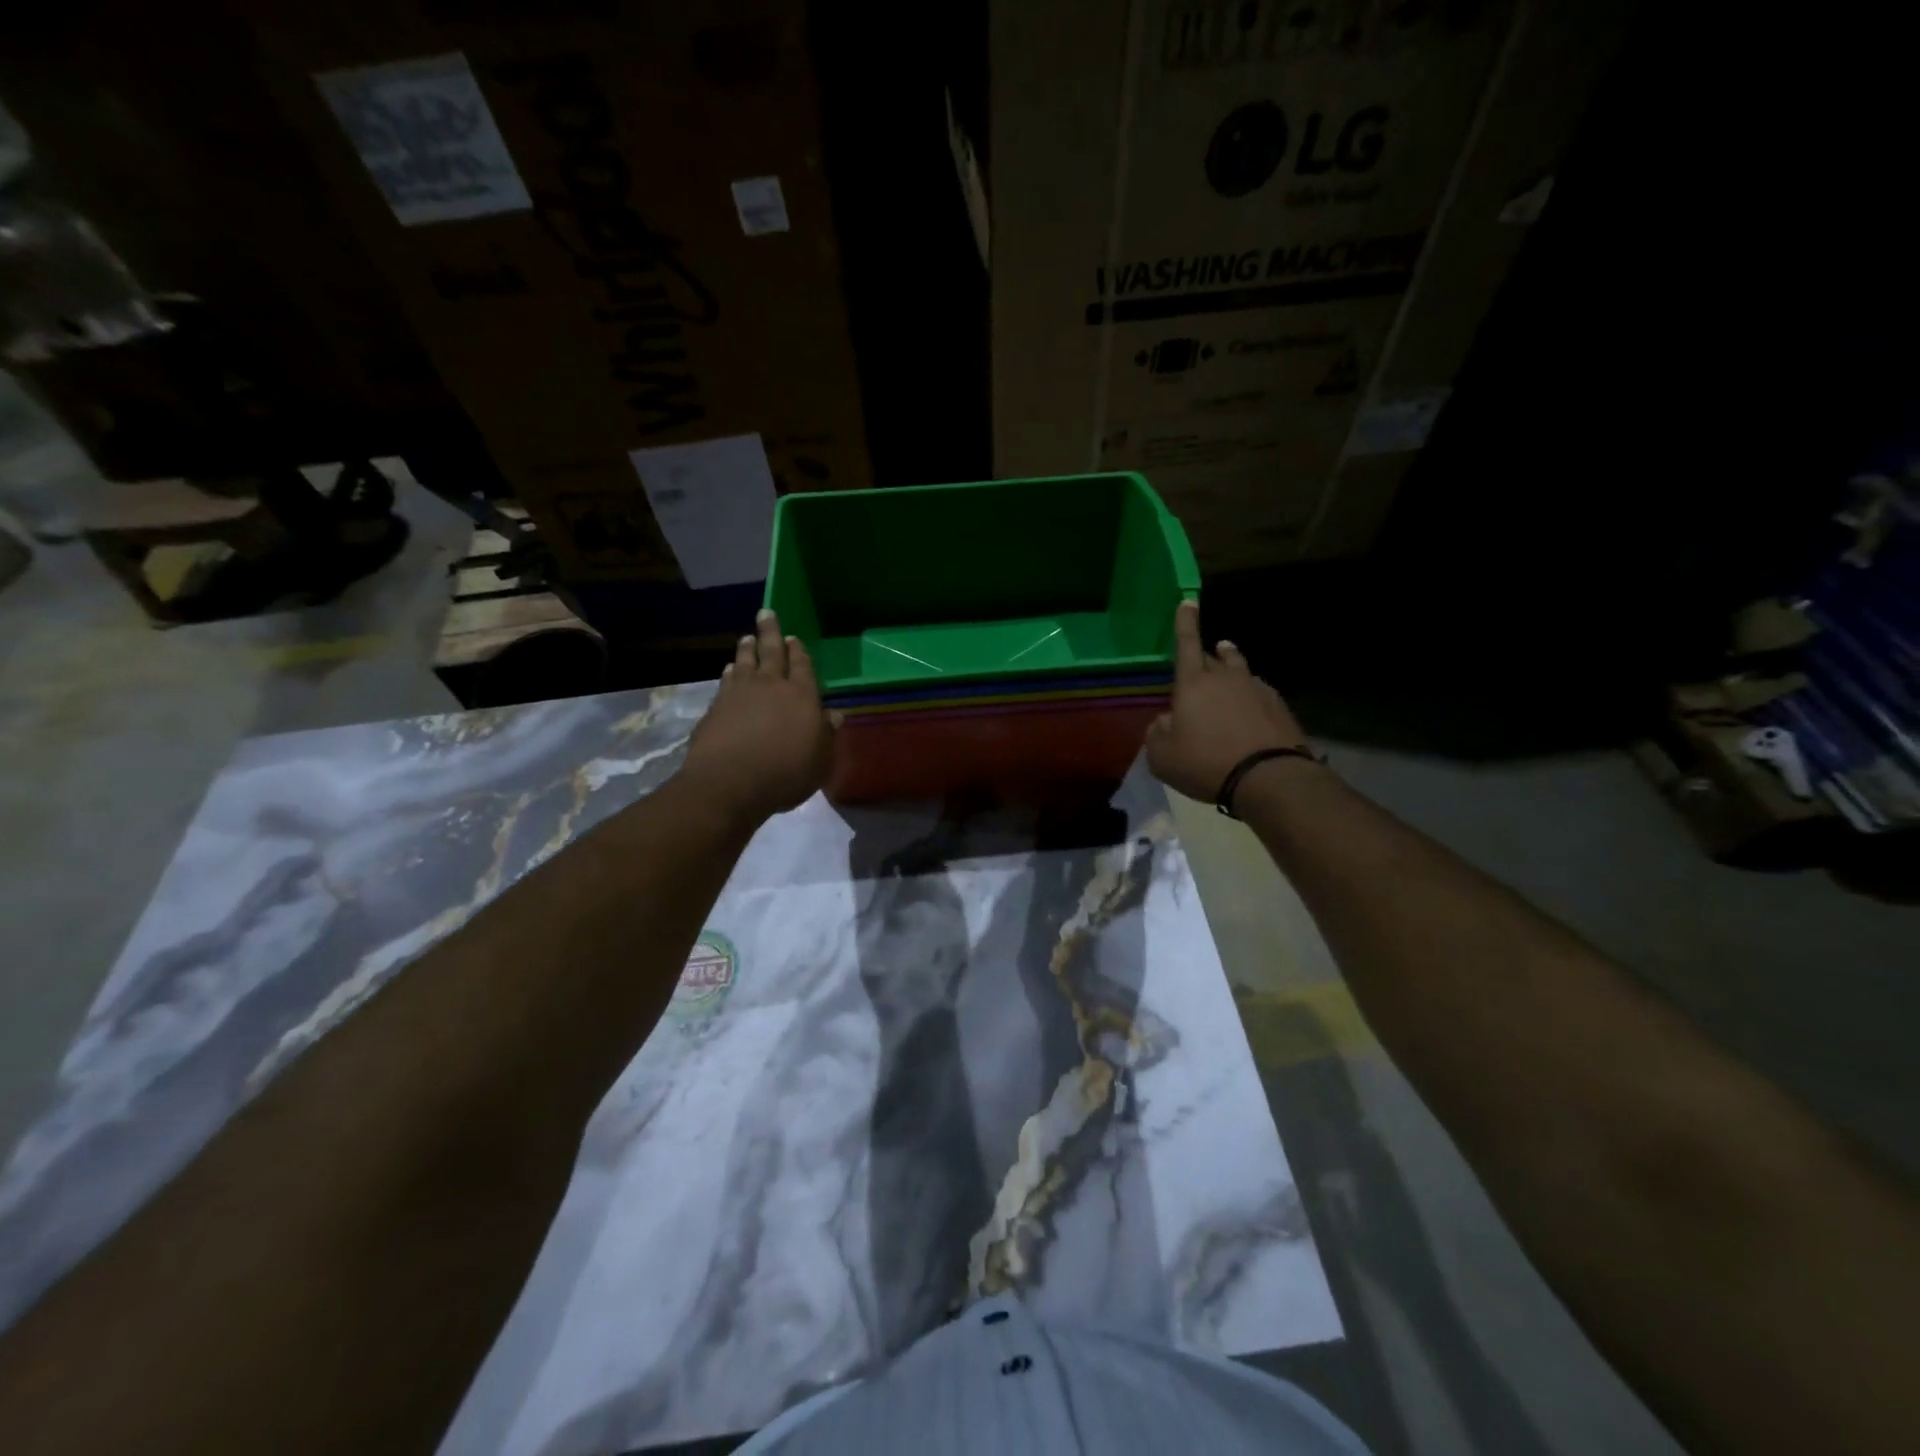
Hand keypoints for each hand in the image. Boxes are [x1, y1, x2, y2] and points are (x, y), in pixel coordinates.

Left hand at [679, 609, 838, 825]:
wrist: (730, 783)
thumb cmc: (786, 773)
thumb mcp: (820, 760)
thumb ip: (826, 735)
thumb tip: (834, 715)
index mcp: (802, 695)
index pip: (802, 665)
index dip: (798, 651)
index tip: (794, 637)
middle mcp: (770, 686)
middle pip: (771, 652)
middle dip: (770, 632)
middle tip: (766, 613)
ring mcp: (739, 694)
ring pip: (744, 662)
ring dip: (747, 649)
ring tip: (747, 638)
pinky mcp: (715, 708)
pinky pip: (725, 681)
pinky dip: (729, 673)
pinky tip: (728, 671)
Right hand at [1146, 600, 1310, 804]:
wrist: (1268, 777)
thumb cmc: (1205, 763)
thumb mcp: (1162, 756)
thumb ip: (1157, 733)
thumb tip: (1165, 722)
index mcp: (1193, 684)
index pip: (1186, 644)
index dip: (1185, 622)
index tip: (1188, 600)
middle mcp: (1225, 678)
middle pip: (1215, 656)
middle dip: (1206, 654)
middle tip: (1202, 657)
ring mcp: (1256, 690)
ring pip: (1240, 669)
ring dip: (1231, 665)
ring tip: (1229, 663)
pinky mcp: (1279, 707)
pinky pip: (1259, 692)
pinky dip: (1250, 696)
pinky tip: (1250, 709)